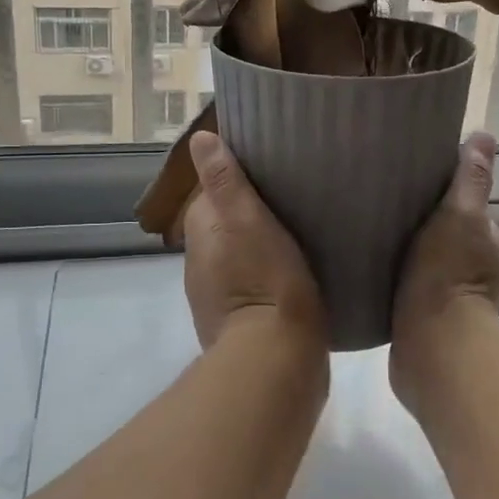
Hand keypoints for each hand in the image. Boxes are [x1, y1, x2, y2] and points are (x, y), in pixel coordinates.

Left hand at [181, 130, 325, 350]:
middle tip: (292, 196)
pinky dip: (267, 271)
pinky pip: (252, 282)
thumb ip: (224, 180)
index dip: (237, 179)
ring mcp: (217, 296)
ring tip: (299, 229)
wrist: (276, 359)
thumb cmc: (264, 279)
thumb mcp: (246, 220)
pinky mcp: (240, 321)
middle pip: (225, 223)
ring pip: (239, 254)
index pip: (212, 192)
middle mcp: (200, 263)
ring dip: (259, 242)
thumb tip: (200, 138)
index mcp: (200, 233)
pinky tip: (295, 270)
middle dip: (249, 210)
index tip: (270, 169)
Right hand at [391, 132, 498, 376]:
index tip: (414, 186)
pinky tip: (375, 273)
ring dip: (411, 253)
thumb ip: (471, 179)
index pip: (469, 210)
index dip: (446, 197)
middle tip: (386, 210)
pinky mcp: (430, 322)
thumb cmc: (448, 274)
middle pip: (448, 236)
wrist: (433, 346)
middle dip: (425, 225)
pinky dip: (400, 280)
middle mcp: (480, 271)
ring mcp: (455, 300)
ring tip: (374, 239)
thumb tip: (485, 135)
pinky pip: (413, 289)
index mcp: (490, 244)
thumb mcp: (461, 215)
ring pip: (430, 263)